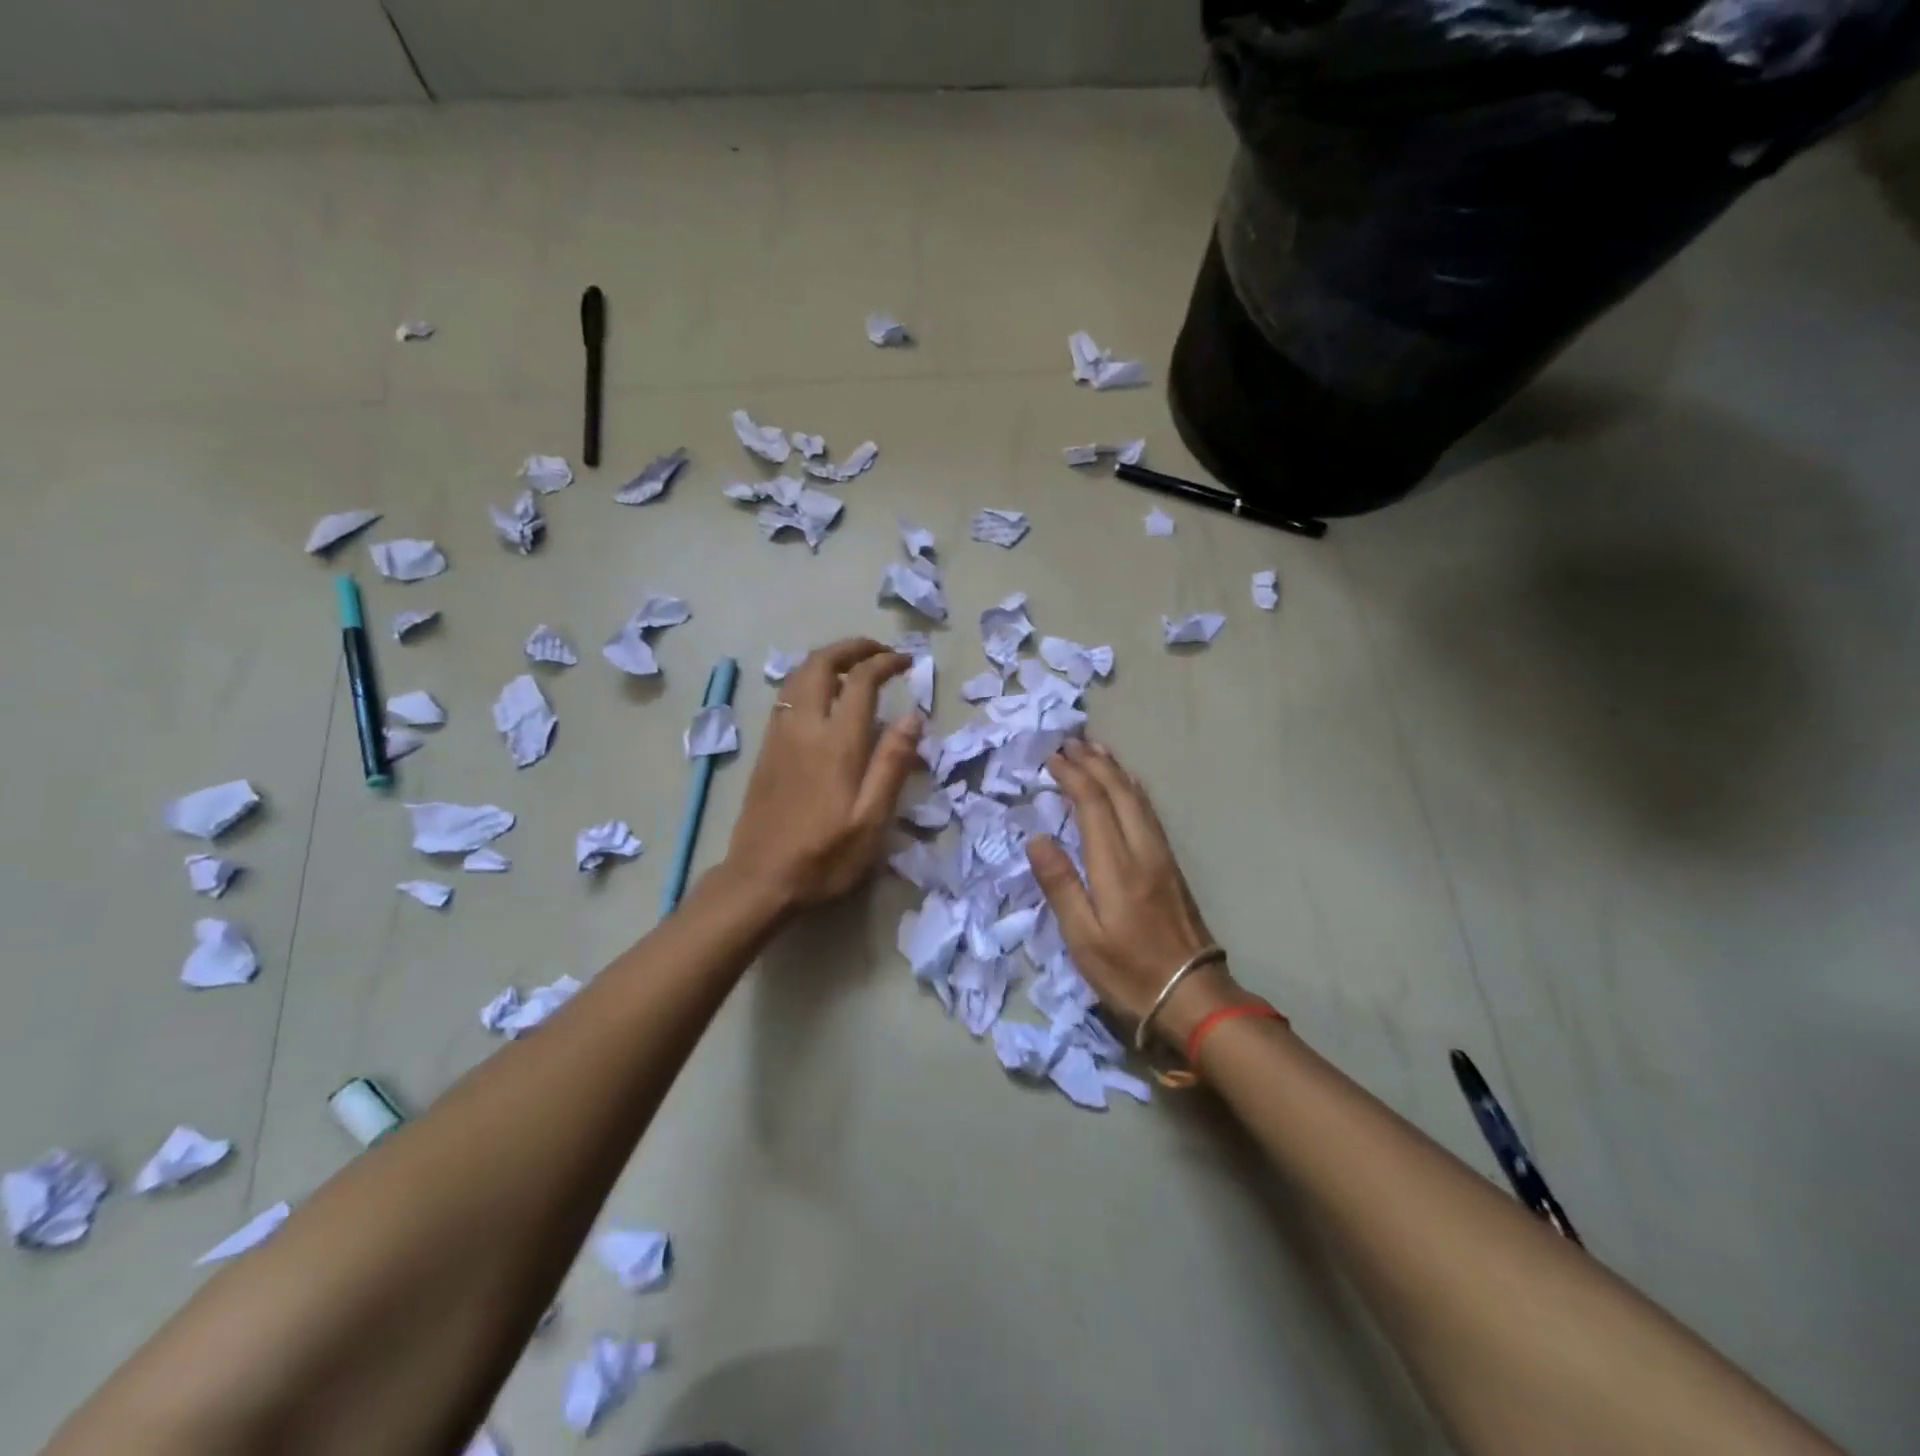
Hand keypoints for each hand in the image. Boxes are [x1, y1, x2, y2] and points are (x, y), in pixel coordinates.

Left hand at [723, 638, 922, 910]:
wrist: (760, 878)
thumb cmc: (824, 855)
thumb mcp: (871, 819)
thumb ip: (892, 763)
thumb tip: (913, 716)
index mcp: (836, 742)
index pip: (861, 680)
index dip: (885, 662)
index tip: (907, 661)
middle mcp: (803, 727)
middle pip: (821, 663)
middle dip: (852, 647)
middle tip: (879, 651)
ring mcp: (779, 735)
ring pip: (798, 675)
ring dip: (827, 659)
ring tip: (854, 667)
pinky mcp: (766, 749)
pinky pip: (786, 696)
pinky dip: (808, 680)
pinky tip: (822, 699)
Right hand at [1027, 740, 1249, 1048]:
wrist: (1193, 995)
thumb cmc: (1128, 971)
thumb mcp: (1083, 938)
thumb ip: (1060, 885)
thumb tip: (1037, 838)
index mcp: (1116, 865)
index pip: (1093, 805)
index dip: (1073, 776)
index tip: (1052, 757)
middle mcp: (1142, 850)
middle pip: (1119, 793)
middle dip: (1094, 763)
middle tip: (1071, 741)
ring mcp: (1162, 857)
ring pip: (1139, 799)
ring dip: (1116, 771)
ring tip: (1097, 750)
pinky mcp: (1172, 867)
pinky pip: (1149, 813)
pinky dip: (1133, 790)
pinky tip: (1129, 787)